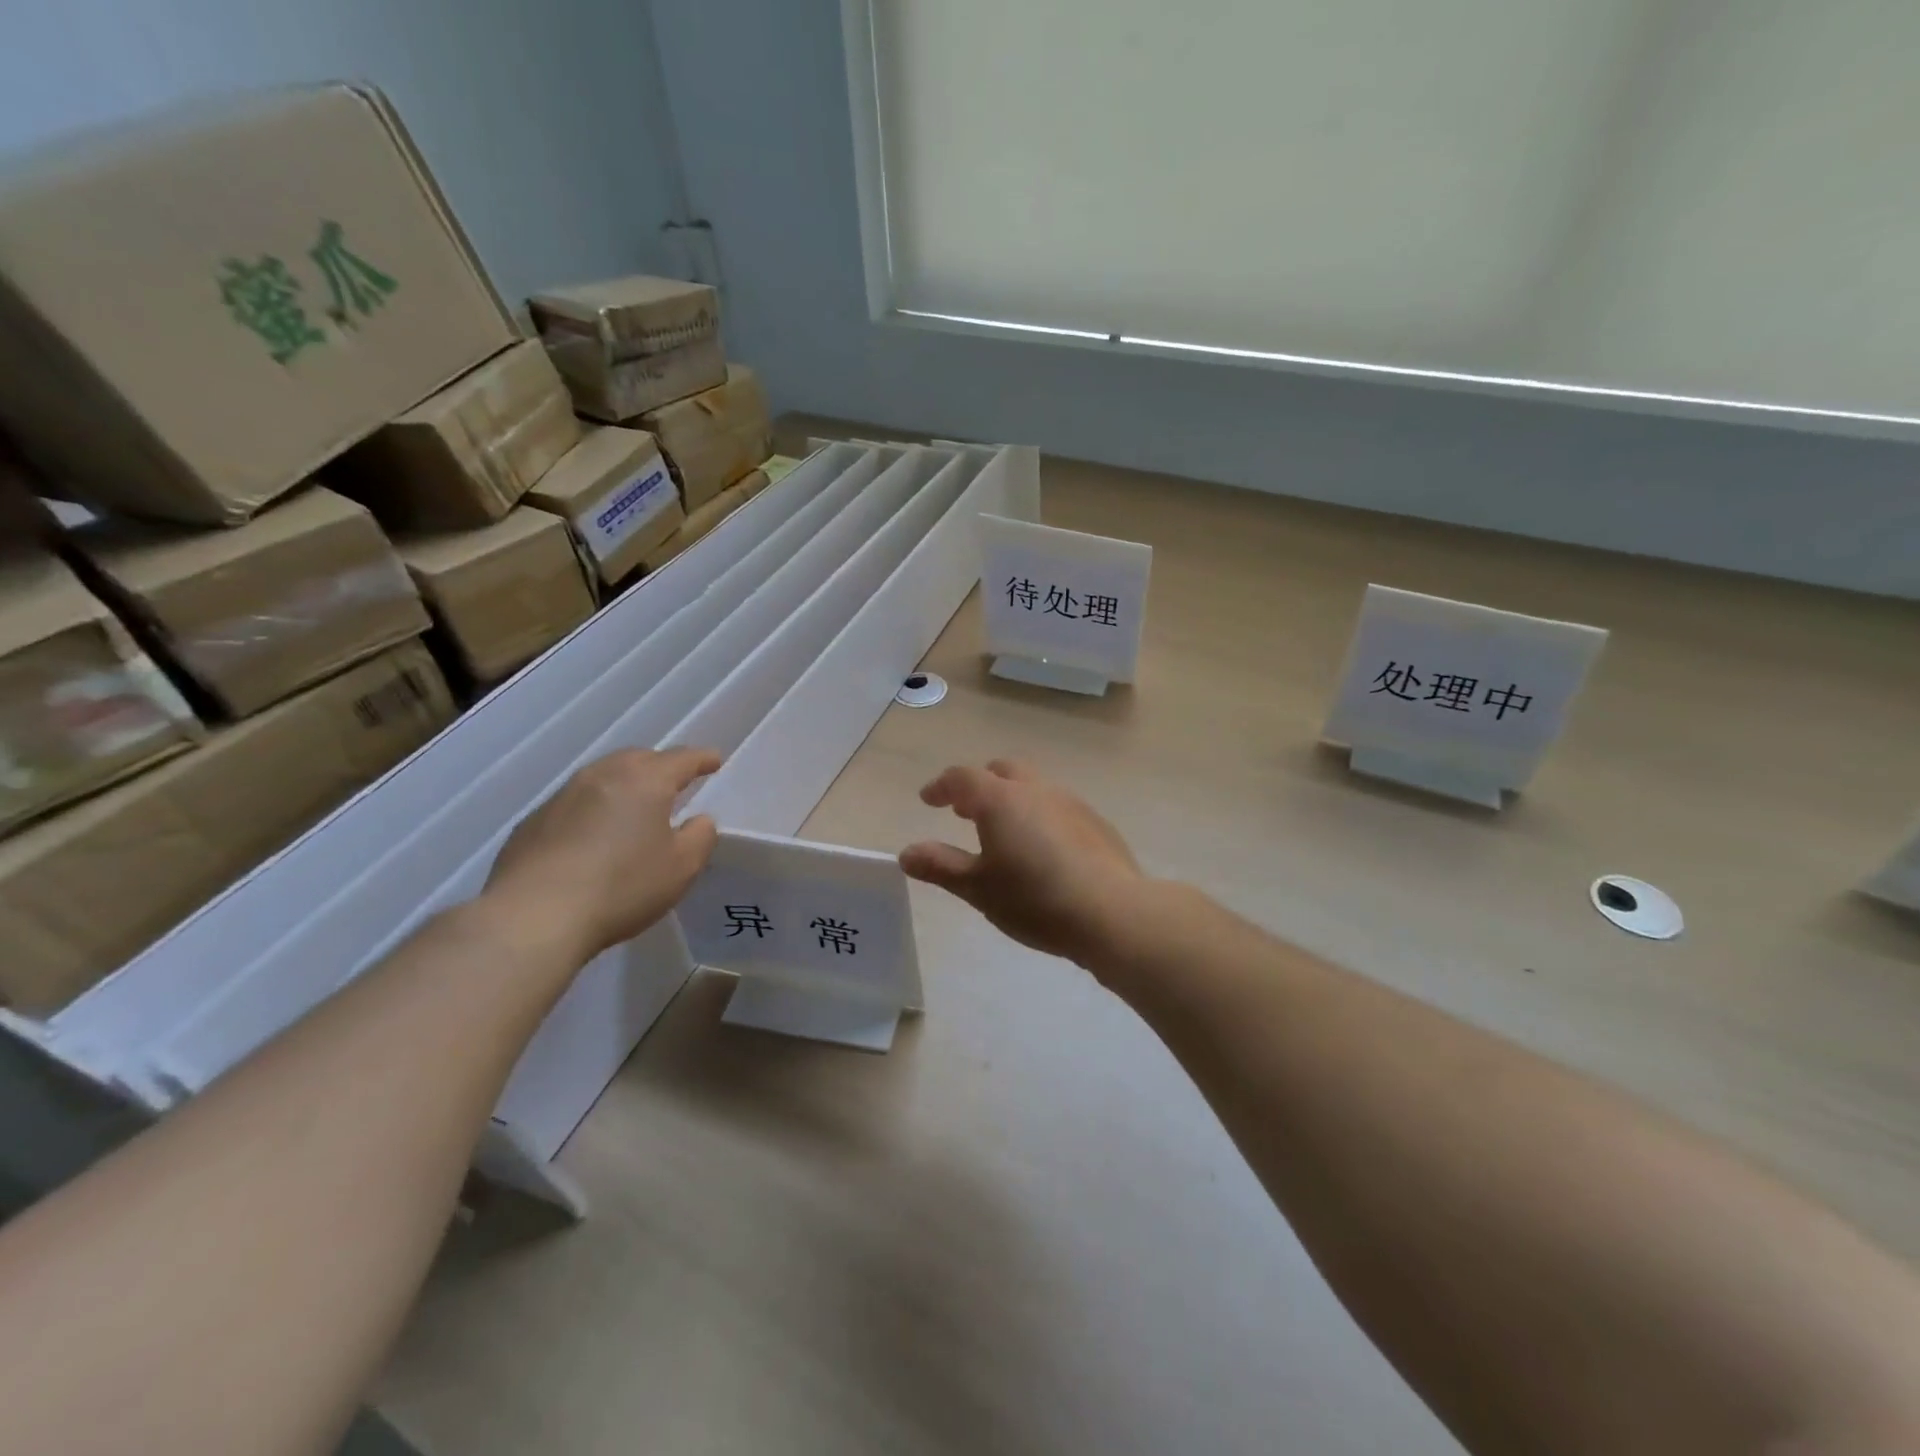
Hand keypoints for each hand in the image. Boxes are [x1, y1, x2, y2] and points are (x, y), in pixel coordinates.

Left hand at [484, 748, 721, 962]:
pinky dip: (594, 808)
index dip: (702, 759)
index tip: (714, 761)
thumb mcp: (682, 867)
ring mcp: (562, 796)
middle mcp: (603, 776)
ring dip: (625, 785)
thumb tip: (698, 820)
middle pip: (639, 758)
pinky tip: (594, 836)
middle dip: (661, 766)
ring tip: (635, 806)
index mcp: (645, 780)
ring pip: (604, 776)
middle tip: (675, 783)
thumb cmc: (621, 887)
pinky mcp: (533, 821)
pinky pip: (575, 803)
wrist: (533, 917)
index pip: (682, 759)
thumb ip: (700, 836)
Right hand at [900, 759, 1146, 966]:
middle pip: (1002, 771)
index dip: (941, 786)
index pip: (962, 777)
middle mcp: (1036, 790)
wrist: (1112, 912)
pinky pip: (1057, 807)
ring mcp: (1071, 803)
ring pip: (1033, 787)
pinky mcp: (1096, 823)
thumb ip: (940, 866)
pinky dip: (1039, 815)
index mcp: (1001, 800)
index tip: (928, 800)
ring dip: (1011, 799)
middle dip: (979, 785)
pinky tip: (1042, 849)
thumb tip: (906, 853)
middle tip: (964, 810)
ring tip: (1002, 830)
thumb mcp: (978, 888)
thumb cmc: (1034, 899)